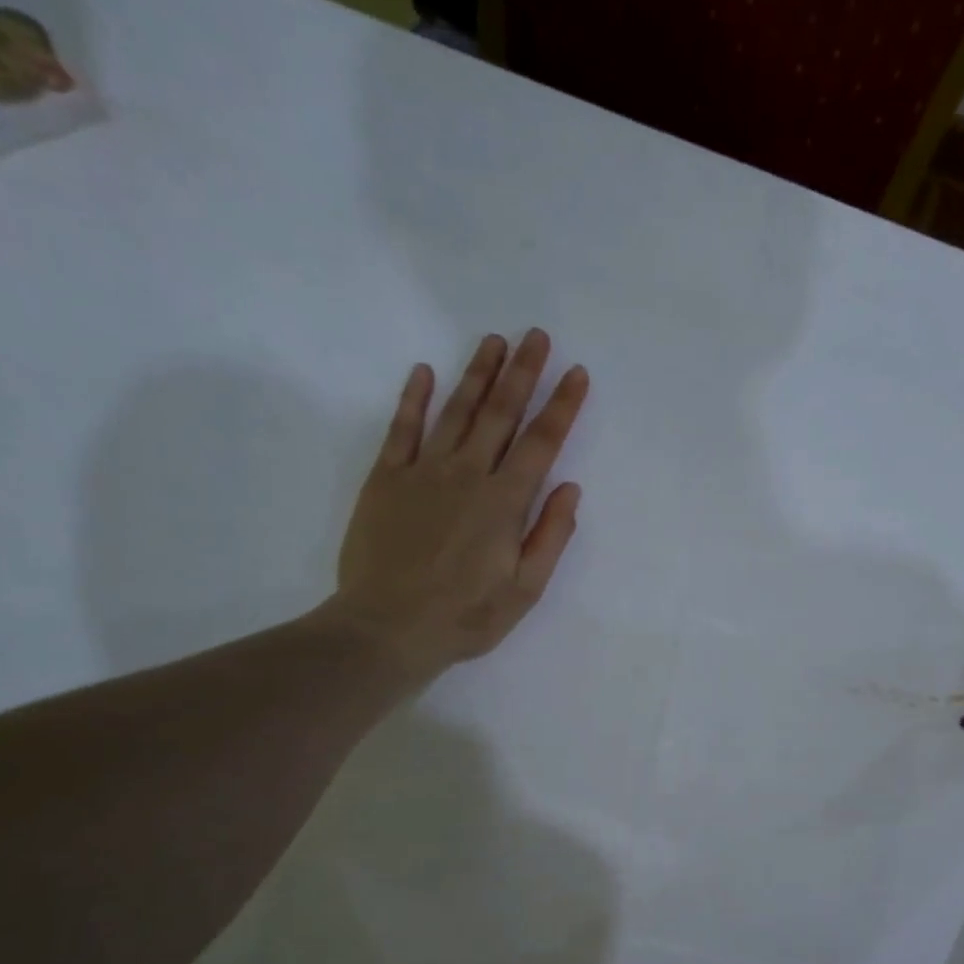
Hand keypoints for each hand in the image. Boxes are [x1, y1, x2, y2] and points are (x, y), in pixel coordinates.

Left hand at [318, 328, 588, 683]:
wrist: (388, 627)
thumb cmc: (465, 616)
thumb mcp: (525, 590)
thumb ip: (550, 536)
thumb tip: (569, 489)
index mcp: (504, 502)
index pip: (541, 443)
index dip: (562, 406)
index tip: (577, 373)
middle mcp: (467, 474)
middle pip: (500, 413)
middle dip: (523, 373)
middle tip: (538, 336)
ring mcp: (423, 472)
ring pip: (456, 411)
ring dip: (477, 373)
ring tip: (494, 341)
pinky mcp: (386, 479)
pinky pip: (402, 429)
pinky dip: (414, 399)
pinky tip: (425, 372)